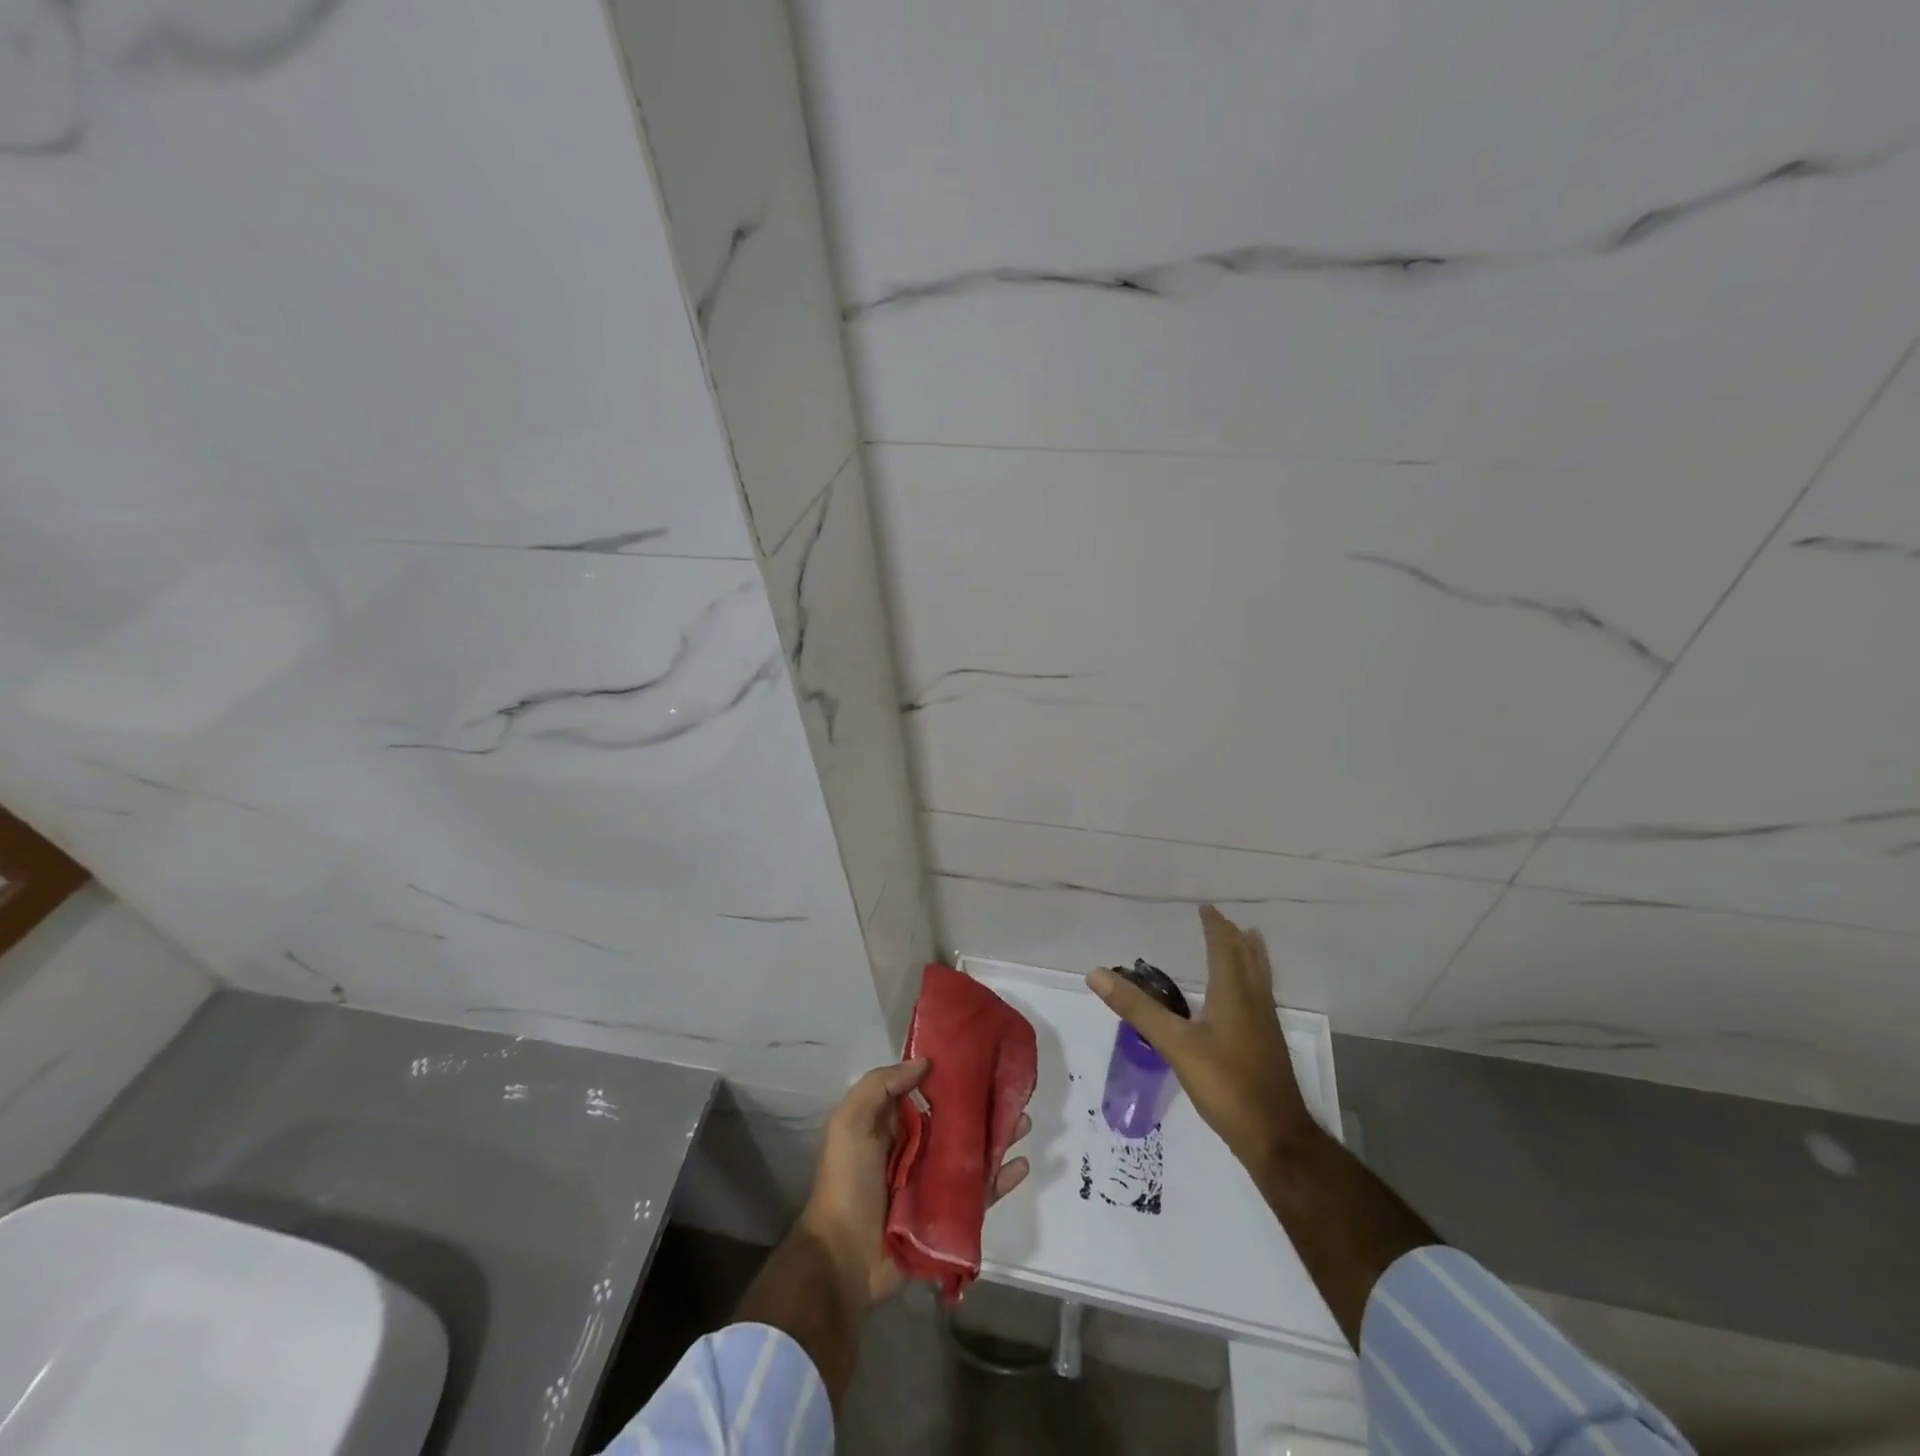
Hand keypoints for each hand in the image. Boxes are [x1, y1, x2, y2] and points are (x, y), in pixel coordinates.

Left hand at [799, 1059, 1030, 1307]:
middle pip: (958, 1121)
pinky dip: (1002, 1179)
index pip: (927, 1091)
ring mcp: (935, 1183)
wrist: (844, 1259)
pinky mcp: (950, 1215)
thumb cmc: (847, 1182)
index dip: (951, 1075)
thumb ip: (881, 1085)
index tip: (980, 1057)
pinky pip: (981, 1192)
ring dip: (1000, 1137)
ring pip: (975, 1153)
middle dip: (984, 1106)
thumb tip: (925, 1062)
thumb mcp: (850, 1122)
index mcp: (893, 1124)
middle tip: (1012, 1091)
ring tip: (1025, 1123)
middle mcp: (917, 1148)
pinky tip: (1022, 1165)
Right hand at [1087, 906, 1315, 1169]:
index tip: (1206, 908)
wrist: (1277, 1138)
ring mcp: (1266, 1026)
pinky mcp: (1268, 1047)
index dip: (1215, 927)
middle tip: (1224, 921)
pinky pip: (1260, 998)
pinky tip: (1243, 1001)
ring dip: (1250, 956)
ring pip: (1260, 978)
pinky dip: (1251, 982)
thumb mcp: (1175, 1045)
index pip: (1225, 948)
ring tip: (1247, 943)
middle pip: (1249, 959)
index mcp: (1234, 994)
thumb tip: (1096, 974)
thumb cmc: (1227, 1085)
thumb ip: (1138, 1009)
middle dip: (1236, 937)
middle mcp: (1254, 1003)